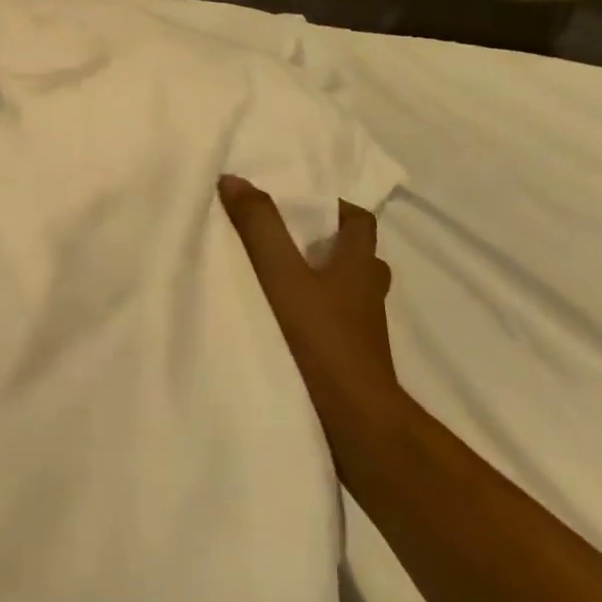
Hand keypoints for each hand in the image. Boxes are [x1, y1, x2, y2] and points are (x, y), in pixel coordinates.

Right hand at [218, 179, 398, 427]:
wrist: (355, 422)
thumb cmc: (321, 338)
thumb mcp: (281, 274)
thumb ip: (259, 226)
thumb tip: (234, 179)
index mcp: (358, 266)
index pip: (361, 223)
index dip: (339, 208)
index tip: (305, 203)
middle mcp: (367, 294)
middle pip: (358, 258)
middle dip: (330, 244)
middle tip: (289, 238)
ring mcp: (363, 331)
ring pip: (349, 293)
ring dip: (325, 281)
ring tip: (282, 278)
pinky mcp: (352, 360)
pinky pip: (336, 324)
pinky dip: (318, 314)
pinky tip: (286, 321)